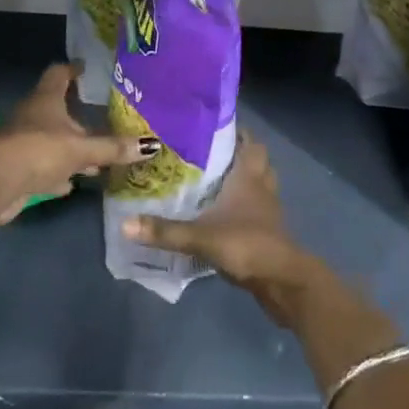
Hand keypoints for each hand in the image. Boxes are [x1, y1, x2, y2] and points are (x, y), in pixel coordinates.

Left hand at [0, 64, 147, 222]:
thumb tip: (152, 145)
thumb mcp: (82, 149)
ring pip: (49, 139)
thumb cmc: (39, 151)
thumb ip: (113, 149)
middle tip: (100, 119)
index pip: (59, 73)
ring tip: (93, 157)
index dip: (72, 70)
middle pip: (55, 108)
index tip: (85, 68)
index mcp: (46, 100)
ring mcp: (21, 141)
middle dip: (76, 115)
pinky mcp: (16, 168)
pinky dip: (56, 171)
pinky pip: (41, 164)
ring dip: (68, 146)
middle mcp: (31, 115)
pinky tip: (70, 183)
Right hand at [121, 136, 314, 312]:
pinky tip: (222, 213)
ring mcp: (268, 210)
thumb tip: (125, 223)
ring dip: (243, 179)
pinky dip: (244, 205)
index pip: (250, 142)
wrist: (283, 281)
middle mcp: (261, 187)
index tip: (213, 127)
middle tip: (209, 152)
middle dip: (239, 153)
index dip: (237, 132)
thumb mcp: (201, 237)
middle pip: (257, 160)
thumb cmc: (247, 245)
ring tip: (214, 179)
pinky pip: (257, 208)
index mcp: (250, 176)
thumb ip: (165, 231)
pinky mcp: (268, 231)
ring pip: (259, 183)